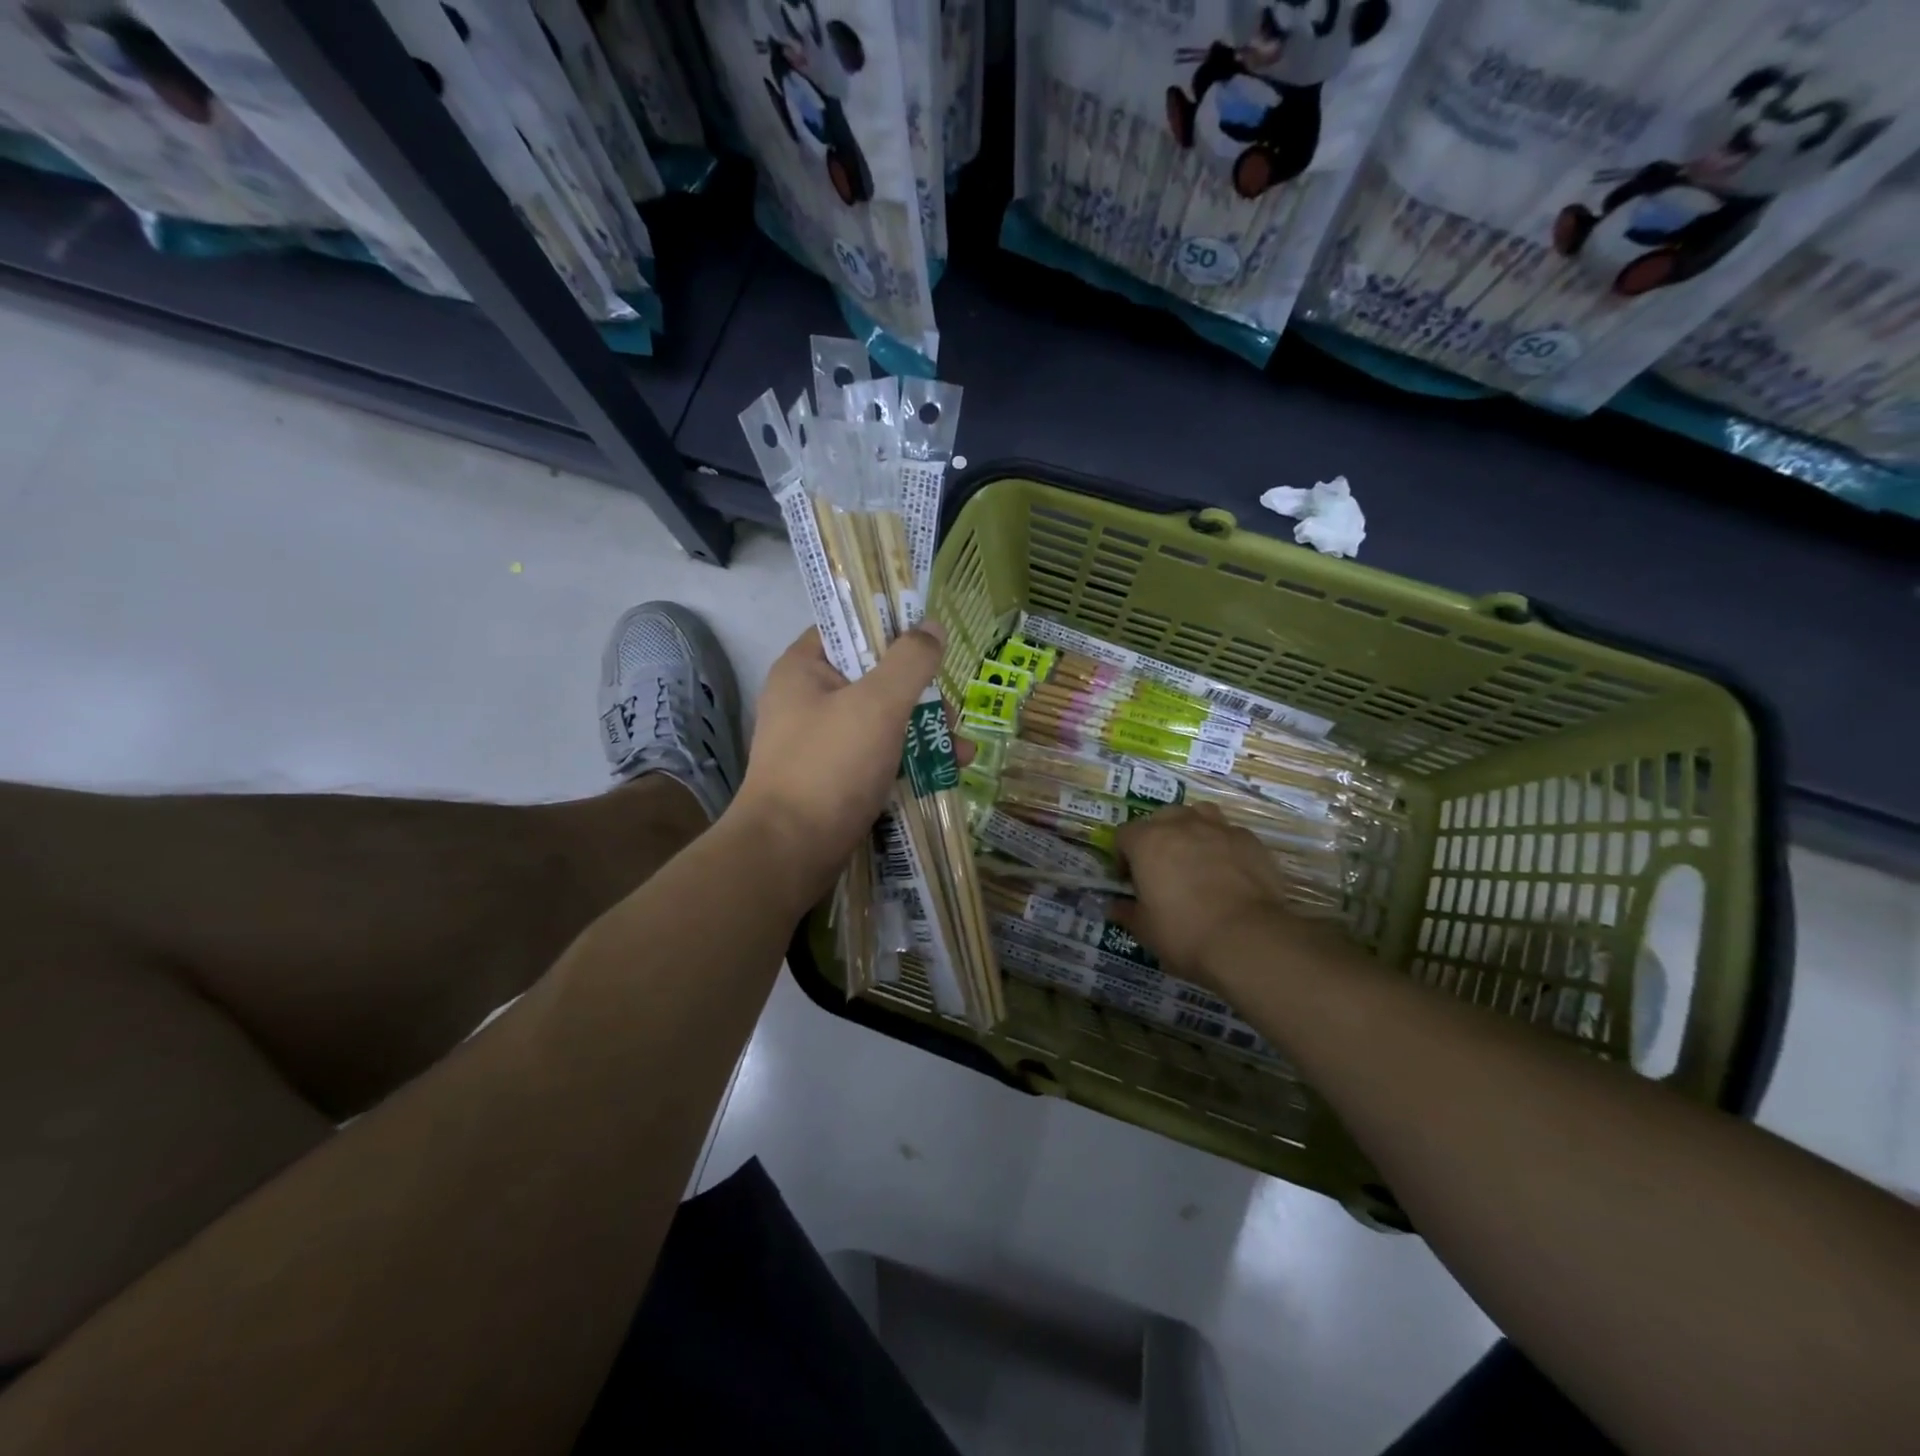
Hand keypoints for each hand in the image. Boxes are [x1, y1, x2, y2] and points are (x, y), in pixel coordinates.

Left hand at [729, 623, 965, 907]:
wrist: (789, 853)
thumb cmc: (830, 766)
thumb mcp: (878, 705)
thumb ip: (910, 661)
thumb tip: (932, 625)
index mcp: (804, 668)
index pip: (849, 628)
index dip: (891, 629)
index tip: (931, 641)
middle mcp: (809, 700)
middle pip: (874, 677)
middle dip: (920, 694)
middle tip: (949, 712)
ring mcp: (821, 742)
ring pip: (882, 720)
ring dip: (924, 731)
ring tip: (962, 750)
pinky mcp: (834, 778)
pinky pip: (878, 755)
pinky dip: (909, 760)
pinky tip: (946, 772)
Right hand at [1112, 804, 1301, 986]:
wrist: (1247, 937)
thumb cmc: (1184, 932)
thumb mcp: (1145, 929)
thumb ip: (1127, 913)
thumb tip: (1115, 907)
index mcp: (1147, 842)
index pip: (1124, 835)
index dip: (1123, 856)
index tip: (1130, 880)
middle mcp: (1181, 825)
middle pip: (1161, 817)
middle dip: (1157, 837)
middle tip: (1162, 867)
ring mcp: (1218, 829)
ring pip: (1198, 813)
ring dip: (1192, 828)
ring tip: (1195, 855)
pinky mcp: (1249, 841)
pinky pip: (1230, 833)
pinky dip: (1224, 845)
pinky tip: (1229, 869)